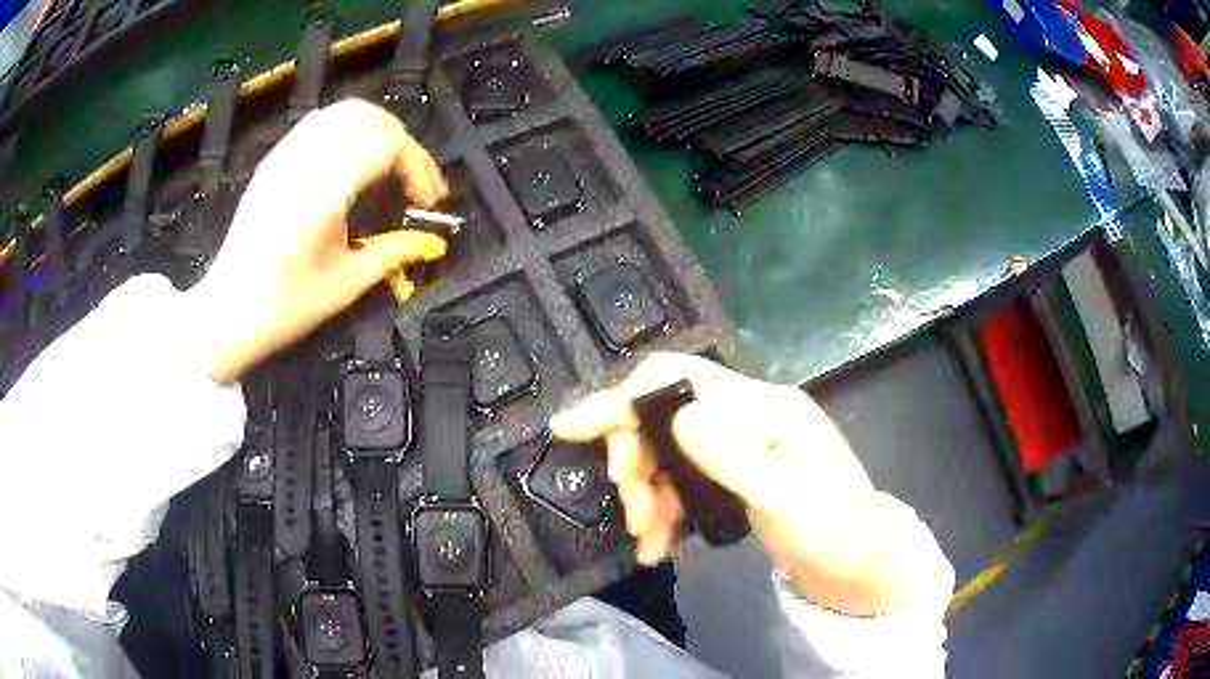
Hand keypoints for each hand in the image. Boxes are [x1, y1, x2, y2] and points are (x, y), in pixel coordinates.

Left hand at [188, 99, 449, 383]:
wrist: (228, 310)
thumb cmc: (284, 305)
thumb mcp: (347, 284)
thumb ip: (394, 252)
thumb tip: (428, 239)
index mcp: (324, 190)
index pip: (389, 145)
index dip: (419, 167)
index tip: (429, 201)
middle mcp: (305, 160)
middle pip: (372, 119)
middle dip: (403, 144)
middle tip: (412, 181)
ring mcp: (286, 155)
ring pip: (345, 111)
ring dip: (378, 130)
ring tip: (388, 165)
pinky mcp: (275, 160)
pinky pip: (320, 122)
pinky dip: (348, 129)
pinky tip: (353, 158)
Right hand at [551, 352, 912, 616]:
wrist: (863, 570)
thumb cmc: (839, 535)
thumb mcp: (793, 502)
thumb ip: (738, 459)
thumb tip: (677, 415)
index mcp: (766, 409)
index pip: (681, 379)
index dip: (623, 398)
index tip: (571, 427)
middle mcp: (750, 416)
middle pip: (665, 414)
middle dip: (634, 457)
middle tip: (630, 507)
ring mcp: (741, 446)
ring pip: (668, 452)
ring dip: (646, 493)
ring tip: (646, 538)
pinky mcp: (735, 476)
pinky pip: (682, 482)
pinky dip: (663, 510)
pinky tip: (658, 544)